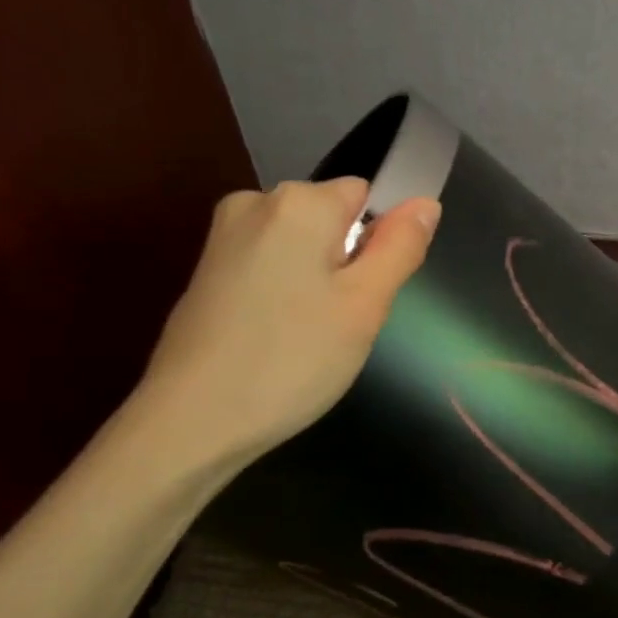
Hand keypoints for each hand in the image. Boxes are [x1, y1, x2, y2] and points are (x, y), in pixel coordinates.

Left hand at [134, 178, 439, 480]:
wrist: (191, 421)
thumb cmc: (292, 359)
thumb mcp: (365, 306)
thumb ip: (400, 247)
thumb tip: (425, 203)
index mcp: (298, 202)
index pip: (366, 196)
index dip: (378, 244)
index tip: (366, 295)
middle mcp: (255, 202)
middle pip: (331, 220)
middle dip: (346, 264)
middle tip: (340, 323)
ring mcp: (224, 237)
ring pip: (300, 247)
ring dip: (316, 283)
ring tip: (307, 336)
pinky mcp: (207, 272)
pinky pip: (268, 267)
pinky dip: (282, 295)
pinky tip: (275, 339)